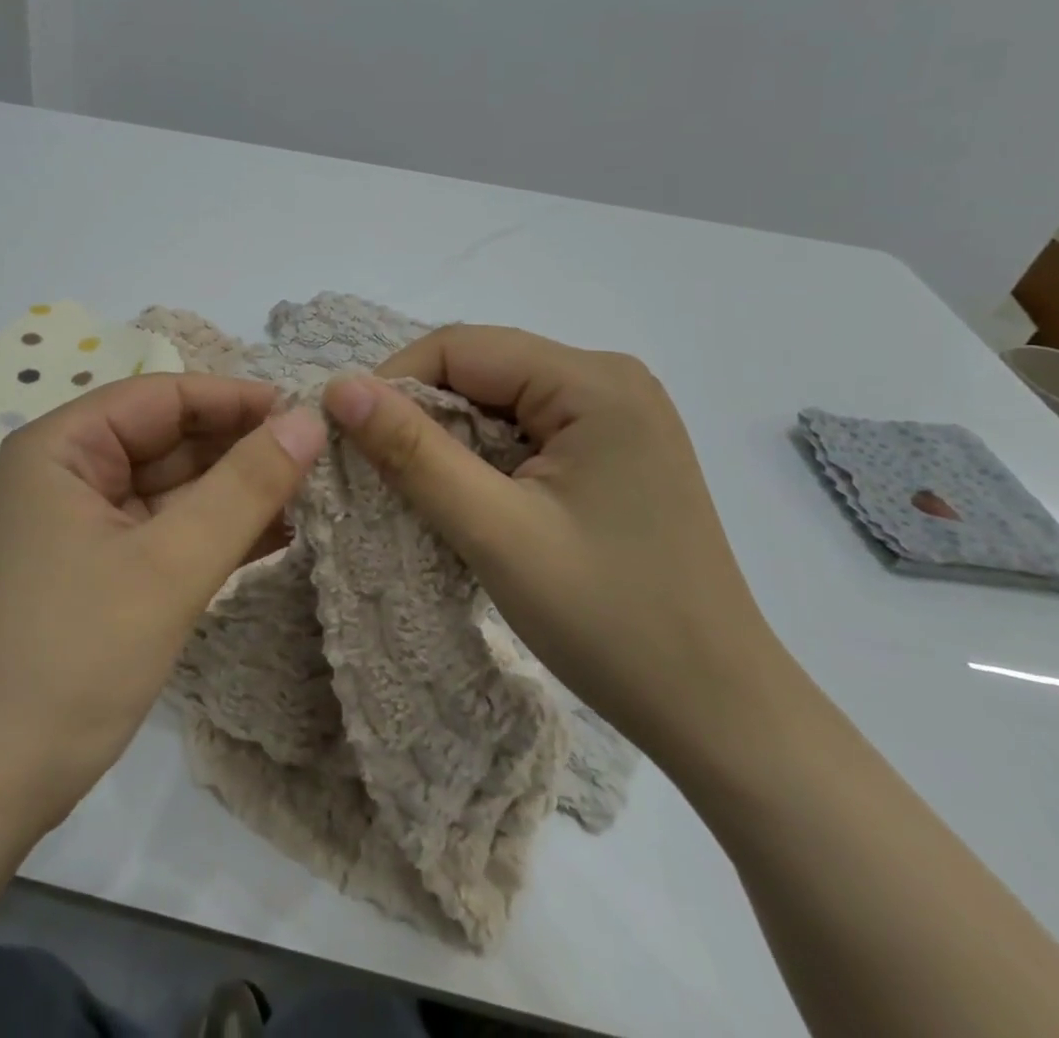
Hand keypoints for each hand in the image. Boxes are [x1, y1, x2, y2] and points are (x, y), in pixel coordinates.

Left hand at [0, 374, 326, 833]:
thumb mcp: (170, 566)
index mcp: (57, 449)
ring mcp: (71, 526)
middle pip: (164, 441)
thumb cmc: (73, 660)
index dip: (235, 400)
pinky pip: (157, 532)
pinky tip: (273, 537)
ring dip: (232, 494)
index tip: (305, 413)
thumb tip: (307, 422)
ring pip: (166, 489)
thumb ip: (245, 487)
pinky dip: (209, 533)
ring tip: (309, 496)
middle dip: (239, 450)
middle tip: (317, 460)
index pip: (160, 397)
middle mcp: (59, 475)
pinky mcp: (87, 571)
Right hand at [322, 327, 796, 766]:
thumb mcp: (495, 533)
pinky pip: (525, 430)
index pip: (460, 348)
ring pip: (498, 400)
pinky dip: (483, 457)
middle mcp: (609, 379)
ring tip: (418, 491)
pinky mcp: (614, 449)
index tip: (349, 439)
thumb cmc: (611, 622)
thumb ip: (413, 452)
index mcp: (592, 381)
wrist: (718, 711)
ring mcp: (617, 414)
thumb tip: (339, 387)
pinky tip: (470, 499)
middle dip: (420, 414)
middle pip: (481, 369)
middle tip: (377, 472)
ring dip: (449, 438)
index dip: (393, 384)